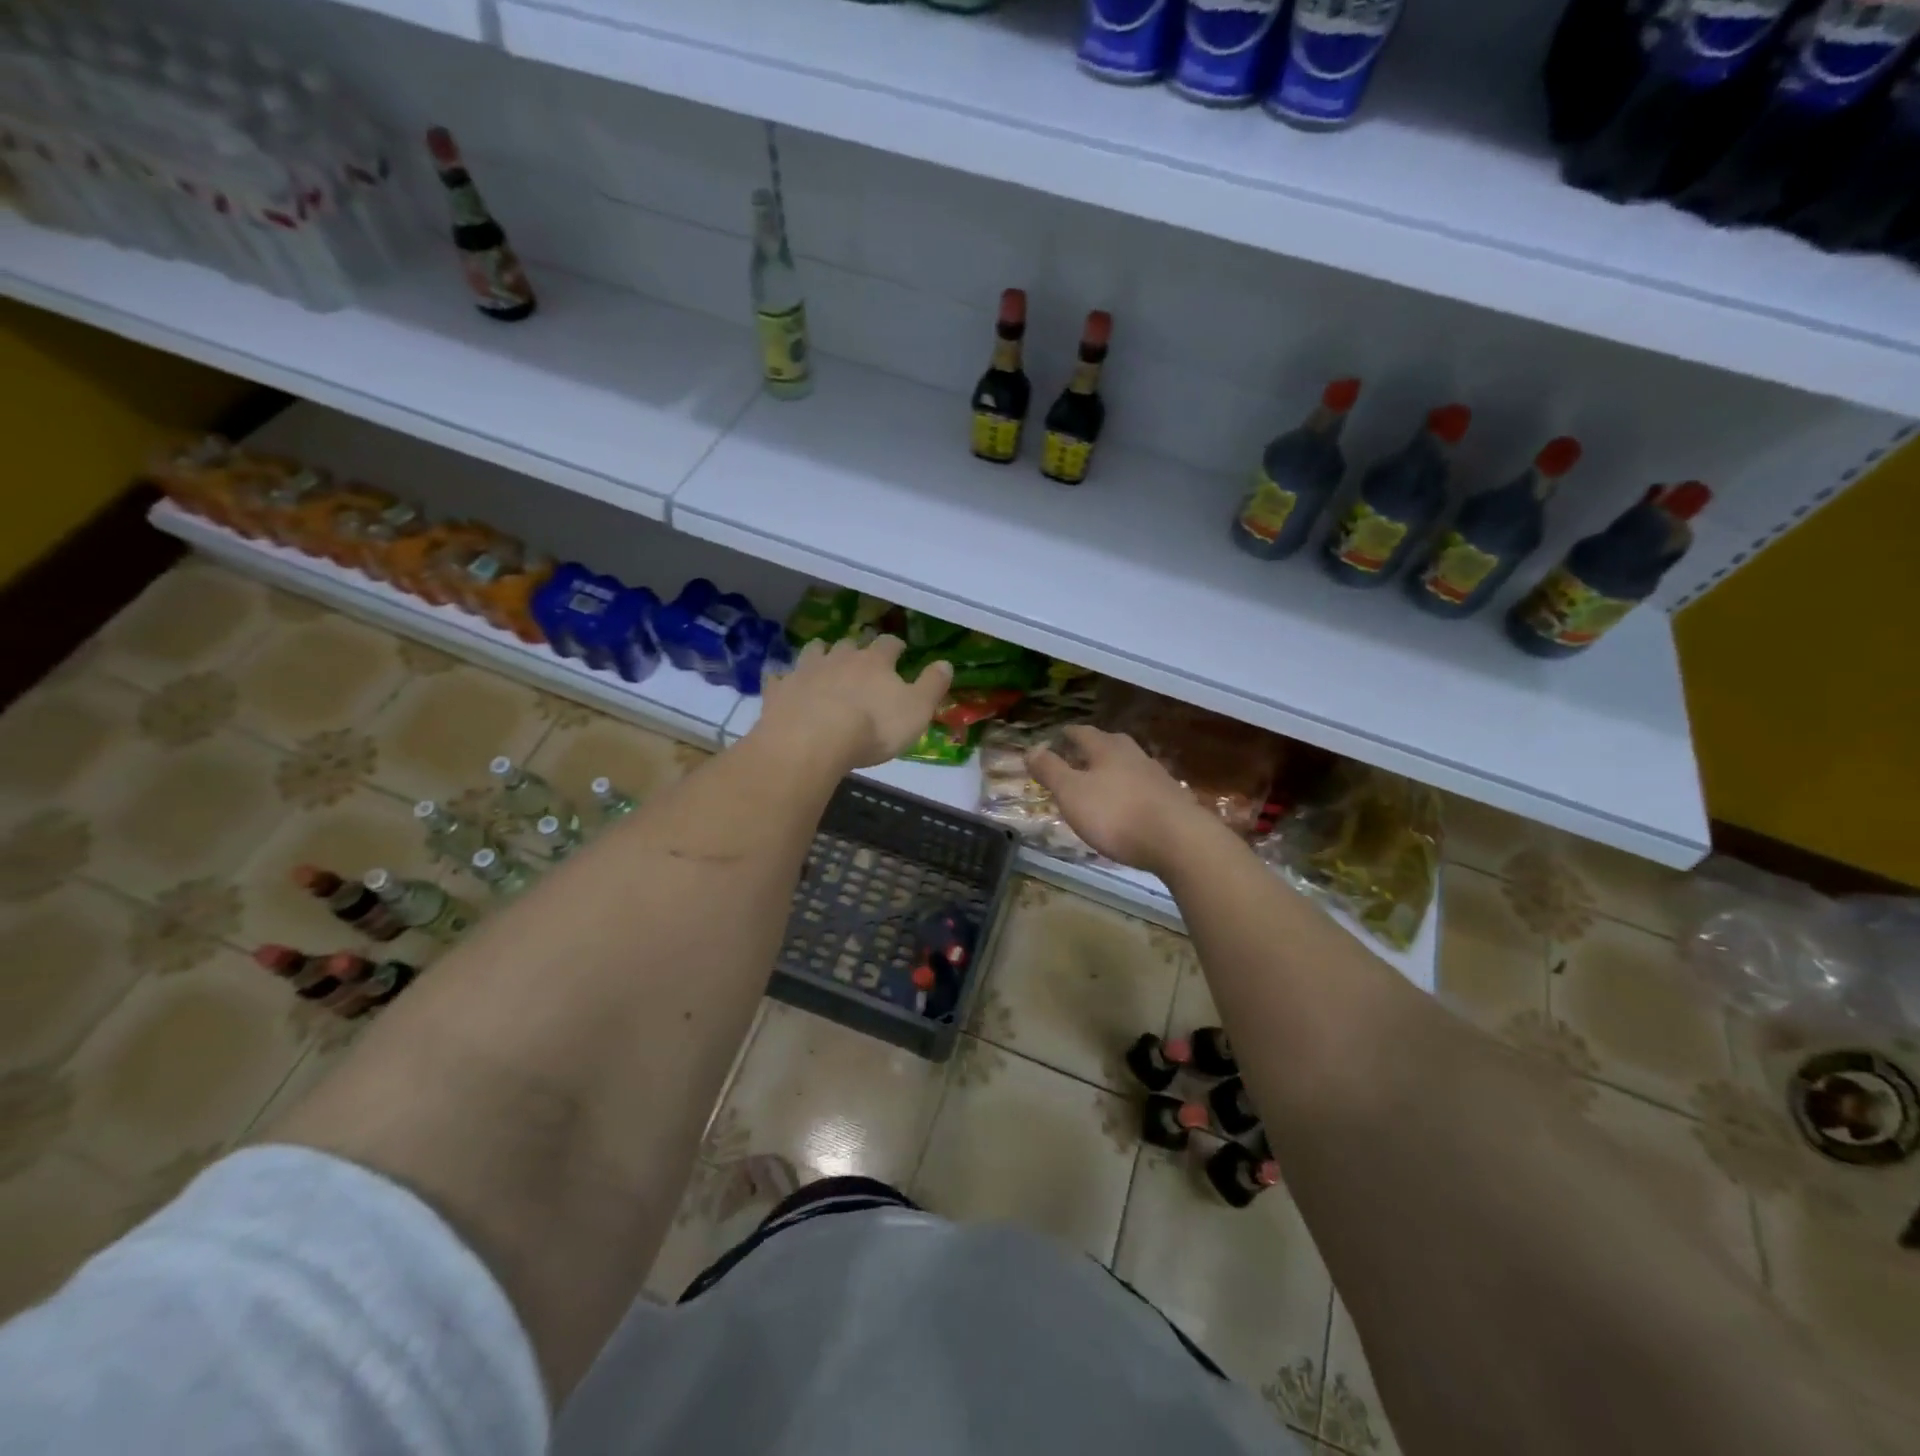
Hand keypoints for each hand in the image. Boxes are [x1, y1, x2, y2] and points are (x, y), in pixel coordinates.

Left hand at [756, 635, 952, 771]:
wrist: (812, 741)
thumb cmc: (873, 728)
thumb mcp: (916, 710)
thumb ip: (932, 685)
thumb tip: (946, 662)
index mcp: (875, 662)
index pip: (889, 644)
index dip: (895, 647)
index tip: (899, 651)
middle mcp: (839, 658)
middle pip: (849, 644)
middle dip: (855, 649)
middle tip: (859, 658)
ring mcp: (805, 671)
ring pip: (814, 651)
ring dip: (820, 653)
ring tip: (823, 660)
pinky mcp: (779, 690)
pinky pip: (779, 677)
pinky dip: (783, 678)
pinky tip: (784, 683)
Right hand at [1028, 725, 1211, 876]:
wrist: (1179, 841)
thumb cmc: (1116, 814)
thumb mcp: (1072, 793)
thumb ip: (1050, 770)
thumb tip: (1031, 748)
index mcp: (1106, 748)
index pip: (1082, 733)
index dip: (1067, 735)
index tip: (1056, 737)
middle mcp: (1133, 754)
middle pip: (1109, 744)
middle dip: (1092, 749)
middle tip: (1076, 756)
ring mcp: (1156, 776)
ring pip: (1128, 764)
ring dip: (1112, 770)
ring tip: (1099, 781)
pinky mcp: (1172, 799)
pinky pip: (1143, 787)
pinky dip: (1129, 791)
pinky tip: (1127, 805)